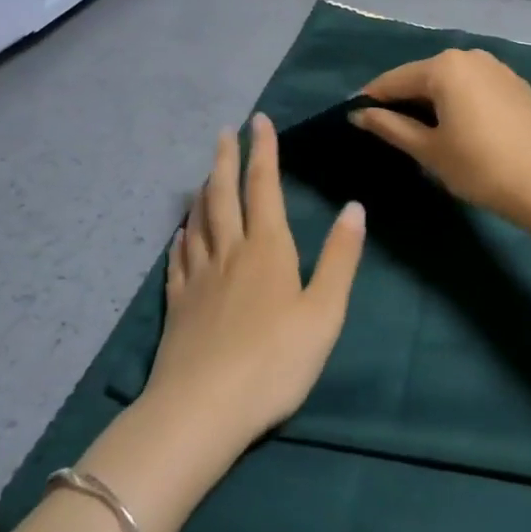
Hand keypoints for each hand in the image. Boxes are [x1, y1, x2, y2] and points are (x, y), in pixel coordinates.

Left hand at [143, 113, 364, 443]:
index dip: (263, 152)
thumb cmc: (275, 362)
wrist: (202, 410)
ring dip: (204, 191)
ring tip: (206, 174)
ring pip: (199, 222)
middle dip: (226, 160)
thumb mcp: (324, 312)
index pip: (264, 188)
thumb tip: (354, 207)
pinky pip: (178, 260)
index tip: (259, 121)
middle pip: (224, 195)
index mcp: (267, 249)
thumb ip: (340, 258)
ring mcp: (198, 278)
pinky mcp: (177, 305)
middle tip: (224, 132)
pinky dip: (181, 238)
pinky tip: (181, 234)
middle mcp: (229, 253)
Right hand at [349, 49, 530, 242]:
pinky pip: (474, 87)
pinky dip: (459, 101)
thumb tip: (359, 114)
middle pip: (423, 76)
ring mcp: (497, 67)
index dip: (371, 99)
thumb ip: (390, 126)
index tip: (354, 117)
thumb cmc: (479, 167)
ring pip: (451, 80)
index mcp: (445, 66)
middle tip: (386, 129)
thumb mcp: (428, 150)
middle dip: (403, 100)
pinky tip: (456, 126)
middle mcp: (470, 56)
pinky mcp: (515, 83)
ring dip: (432, 100)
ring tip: (419, 130)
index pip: (395, 80)